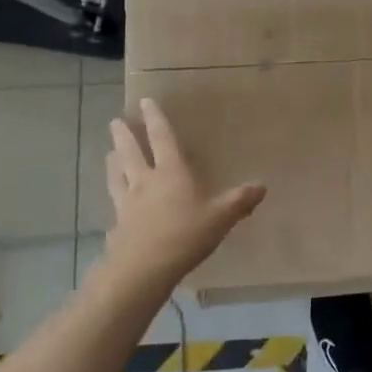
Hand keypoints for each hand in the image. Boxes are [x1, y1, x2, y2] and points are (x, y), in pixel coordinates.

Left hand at [104, 98, 265, 287]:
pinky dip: (114, 196)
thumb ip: (240, 201)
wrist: (142, 270)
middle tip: (115, 122)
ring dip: (113, 161)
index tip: (145, 102)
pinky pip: (114, 204)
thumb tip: (262, 186)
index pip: (162, 138)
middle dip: (124, 135)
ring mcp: (127, 203)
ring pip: (117, 175)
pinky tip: (114, 202)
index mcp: (171, 172)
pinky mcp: (118, 225)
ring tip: (109, 153)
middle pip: (131, 152)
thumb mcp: (220, 218)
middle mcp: (145, 181)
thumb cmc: (185, 235)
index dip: (155, 119)